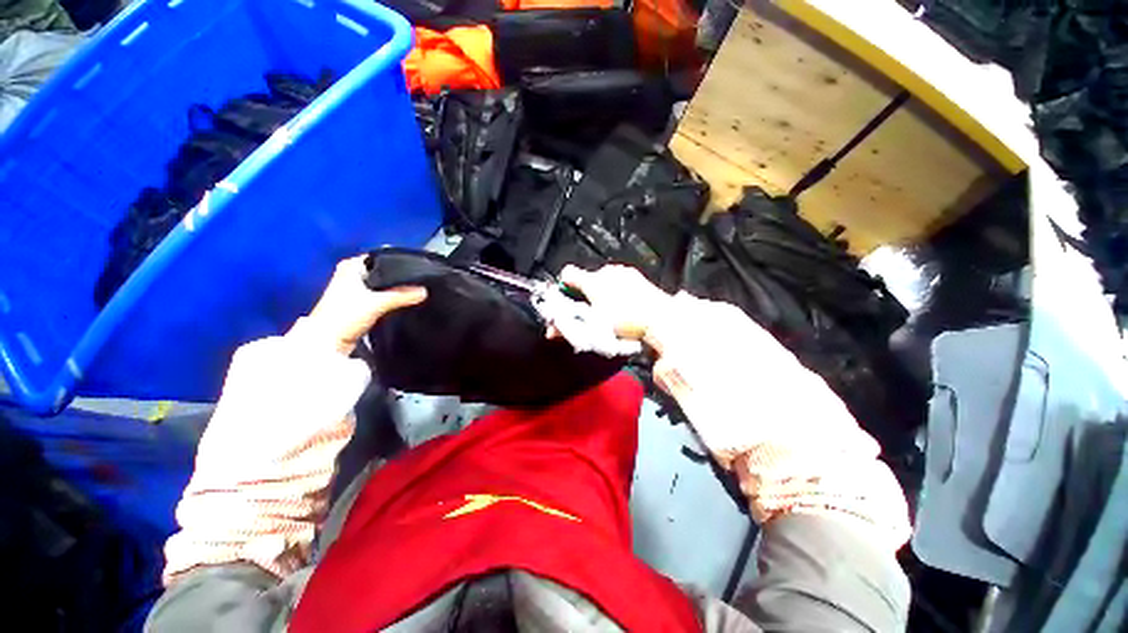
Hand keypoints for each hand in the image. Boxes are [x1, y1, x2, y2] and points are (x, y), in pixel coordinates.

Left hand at [307, 256, 426, 354]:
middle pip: (383, 272)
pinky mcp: (358, 305)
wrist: (326, 342)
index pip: (381, 257)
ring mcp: (354, 290)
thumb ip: (402, 295)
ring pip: (382, 285)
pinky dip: (391, 298)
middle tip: (421, 281)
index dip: (400, 261)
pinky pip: (381, 296)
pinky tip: (404, 301)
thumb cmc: (345, 315)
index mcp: (351, 266)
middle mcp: (352, 274)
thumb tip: (425, 291)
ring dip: (396, 289)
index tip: (420, 268)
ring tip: (417, 291)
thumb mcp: (377, 302)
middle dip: (400, 277)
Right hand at [559, 264, 671, 343]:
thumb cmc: (626, 322)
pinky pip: (618, 281)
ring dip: (601, 292)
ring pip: (603, 280)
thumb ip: (569, 327)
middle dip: (584, 295)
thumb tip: (551, 332)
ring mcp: (622, 273)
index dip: (564, 287)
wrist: (661, 318)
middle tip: (591, 313)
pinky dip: (616, 290)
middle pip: (586, 279)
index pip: (567, 274)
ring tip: (610, 311)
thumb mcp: (594, 328)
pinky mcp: (636, 276)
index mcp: (592, 281)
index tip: (568, 301)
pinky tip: (623, 305)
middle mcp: (606, 272)